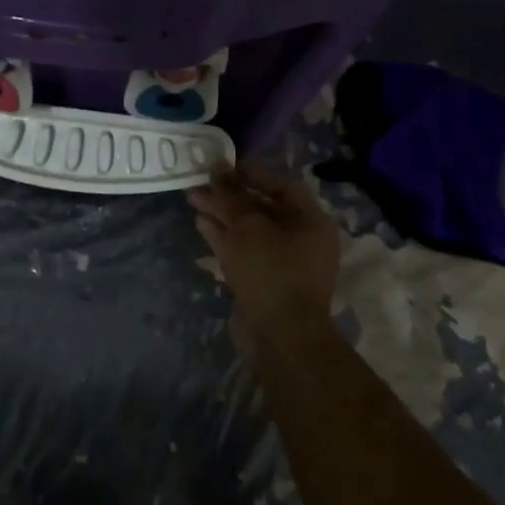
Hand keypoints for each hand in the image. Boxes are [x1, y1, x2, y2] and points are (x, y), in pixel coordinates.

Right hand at [189, 162, 339, 332]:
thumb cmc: (271, 273)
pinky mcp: (264, 280)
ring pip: (249, 229)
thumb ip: (231, 195)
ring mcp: (283, 261)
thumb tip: (217, 166)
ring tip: (193, 198)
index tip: (222, 165)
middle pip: (262, 206)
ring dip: (222, 213)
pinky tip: (201, 224)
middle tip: (200, 181)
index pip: (282, 184)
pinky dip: (224, 236)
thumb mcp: (248, 227)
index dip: (252, 172)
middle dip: (230, 194)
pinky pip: (244, 249)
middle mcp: (301, 238)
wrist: (281, 339)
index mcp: (311, 220)